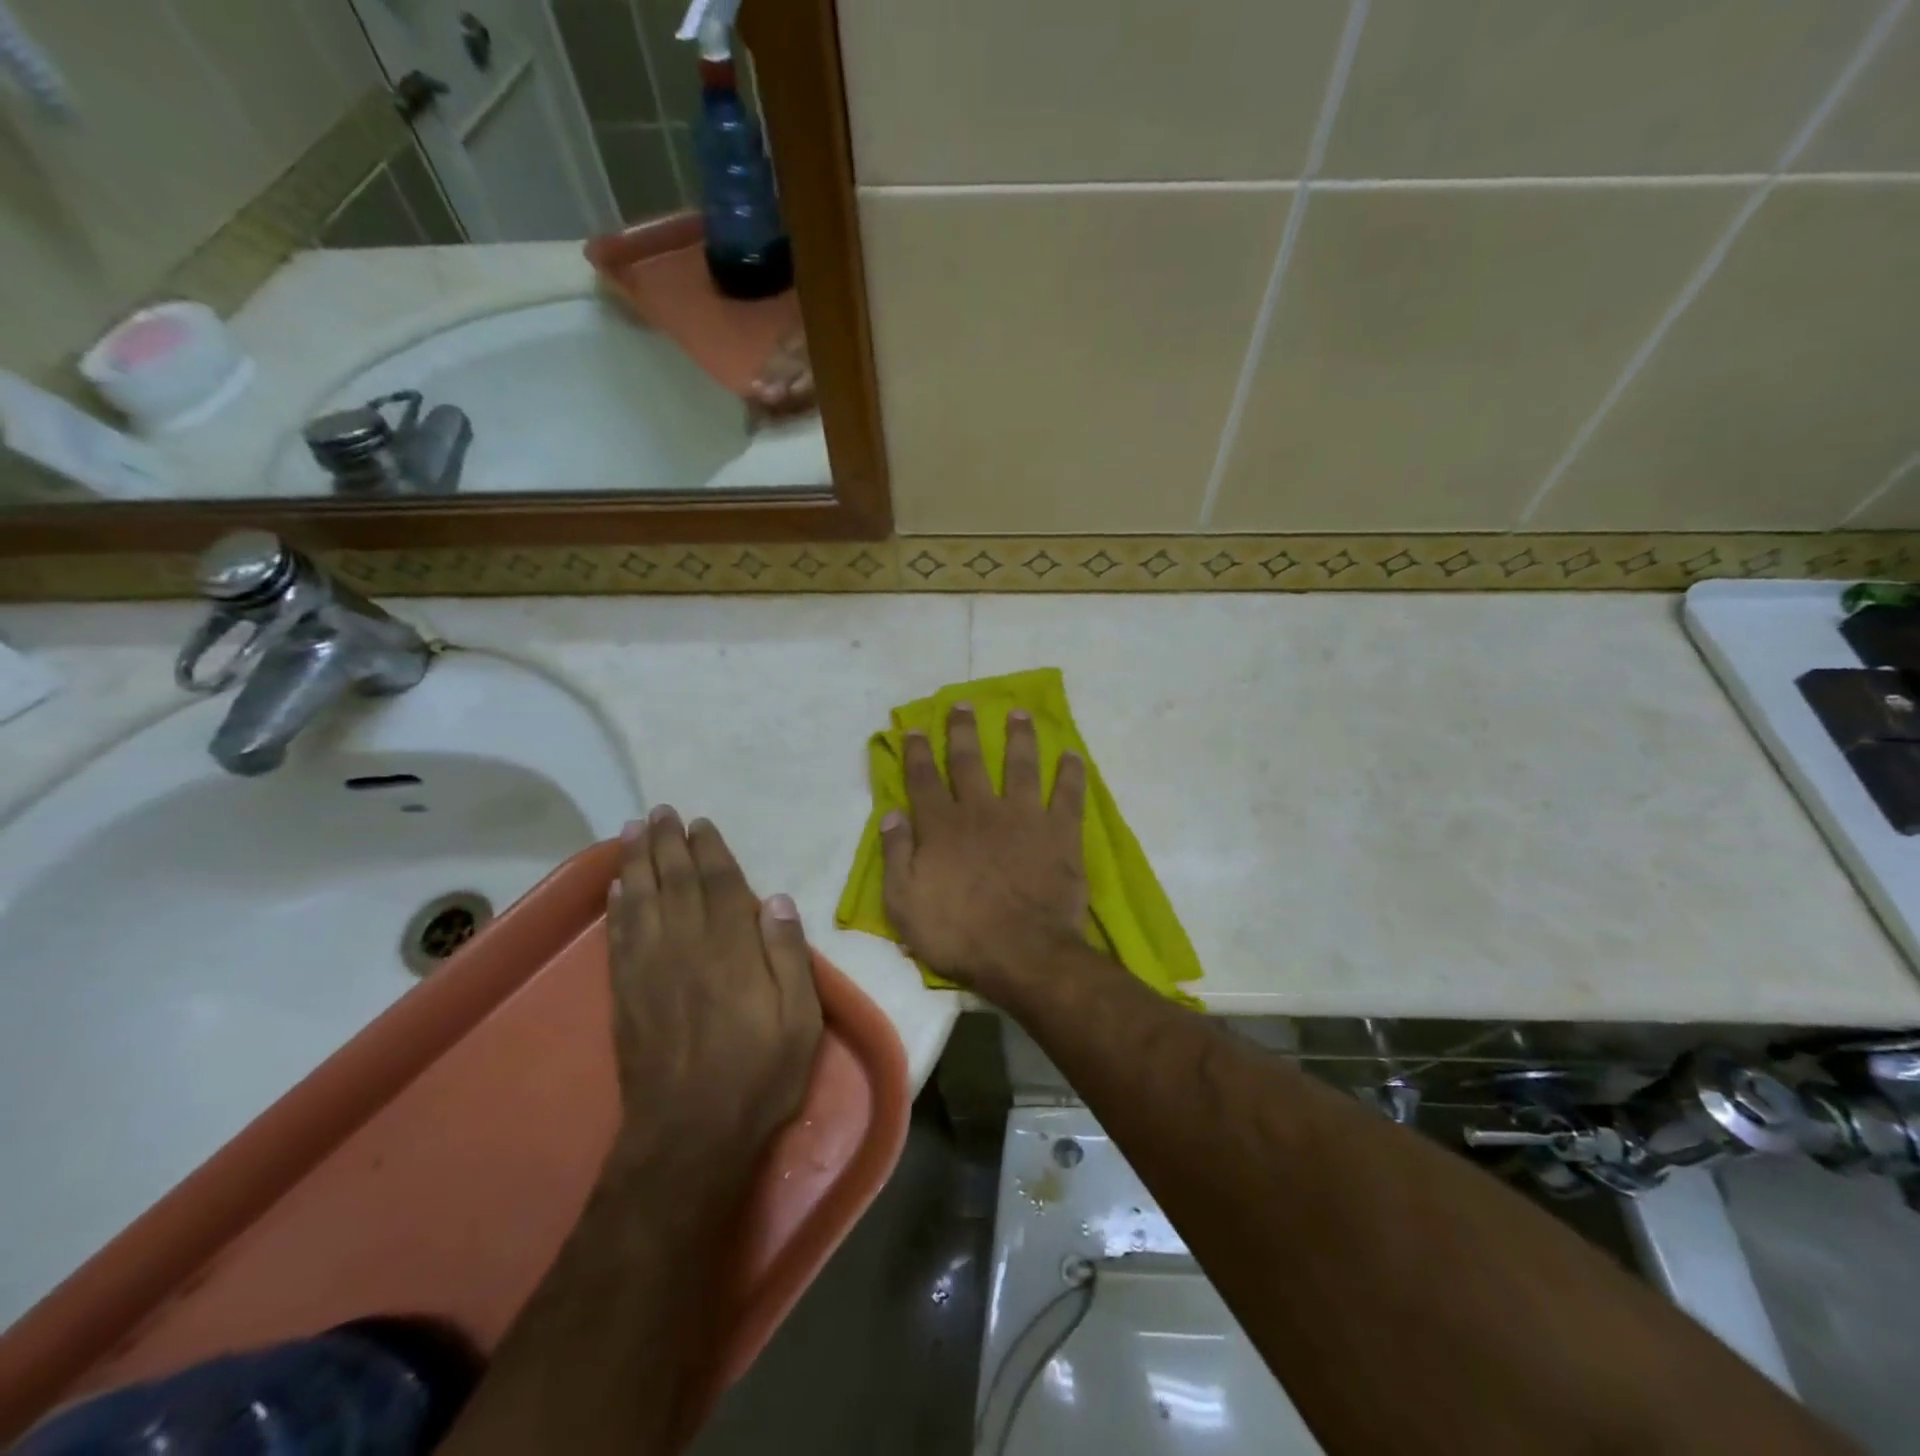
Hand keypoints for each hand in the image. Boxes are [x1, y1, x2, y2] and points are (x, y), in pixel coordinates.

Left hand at [605, 808, 822, 1184]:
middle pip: (675, 882)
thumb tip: (777, 900)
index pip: (720, 885)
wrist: (690, 1135)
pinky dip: (617, 906)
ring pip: (641, 900)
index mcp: (731, 949)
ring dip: (636, 862)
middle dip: (667, 843)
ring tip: (632, 831)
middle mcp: (686, 947)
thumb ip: (789, 956)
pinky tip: (616, 888)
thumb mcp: (800, 1020)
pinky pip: (619, 937)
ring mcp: (650, 969)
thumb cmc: (759, 1075)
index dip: (709, 850)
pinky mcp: (626, 994)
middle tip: (659, 811)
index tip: (700, 823)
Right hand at [880, 704, 1088, 1000]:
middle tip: (964, 704)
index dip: (918, 752)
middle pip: (970, 761)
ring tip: (1018, 713)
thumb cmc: (956, 934)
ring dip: (1018, 737)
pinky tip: (1072, 755)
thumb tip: (891, 814)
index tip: (917, 728)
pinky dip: (1070, 774)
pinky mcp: (1059, 833)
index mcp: (941, 826)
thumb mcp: (903, 902)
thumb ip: (896, 854)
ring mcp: (1023, 817)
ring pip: (1020, 765)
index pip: (924, 779)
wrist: (1021, 953)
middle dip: (963, 730)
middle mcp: (981, 810)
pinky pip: (1067, 795)